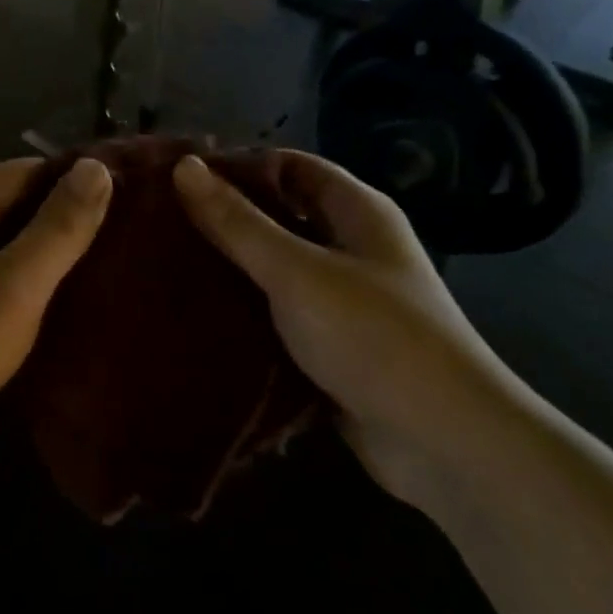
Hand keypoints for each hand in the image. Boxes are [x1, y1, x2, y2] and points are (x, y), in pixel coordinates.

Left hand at [0, 157, 112, 494]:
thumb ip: (58, 226)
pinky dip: (28, 295)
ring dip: (50, 263)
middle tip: (132, 241)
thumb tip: (97, 166)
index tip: (132, 197)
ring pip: (7, 253)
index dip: (77, 180)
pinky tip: (66, 315)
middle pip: (16, 210)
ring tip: (112, 276)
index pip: (27, 171)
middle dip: (67, 223)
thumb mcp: (14, 284)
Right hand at [173, 150, 524, 503]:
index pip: (290, 166)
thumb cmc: (375, 337)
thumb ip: (237, 222)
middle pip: (281, 216)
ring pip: (276, 267)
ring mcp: (345, 300)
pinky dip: (246, 311)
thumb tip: (183, 166)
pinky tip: (199, 314)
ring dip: (233, 267)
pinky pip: (280, 314)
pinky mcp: (333, 346)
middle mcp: (353, 247)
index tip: (182, 178)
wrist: (448, 447)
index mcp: (357, 212)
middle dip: (228, 218)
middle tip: (164, 222)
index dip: (240, 166)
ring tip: (169, 264)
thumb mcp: (296, 271)